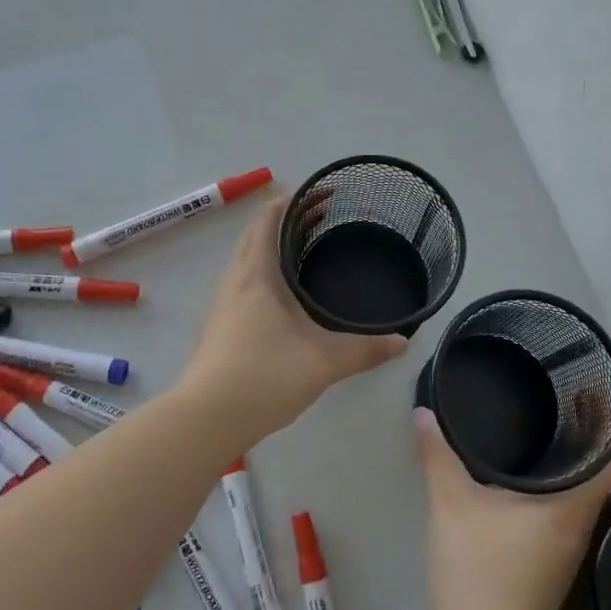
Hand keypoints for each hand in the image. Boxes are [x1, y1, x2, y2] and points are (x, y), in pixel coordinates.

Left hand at [181, 195, 408, 440]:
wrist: (207, 417)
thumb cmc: (264, 376)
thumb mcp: (324, 361)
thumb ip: (365, 349)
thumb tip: (403, 342)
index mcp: (257, 274)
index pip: (269, 218)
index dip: (293, 199)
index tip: (322, 192)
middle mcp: (236, 279)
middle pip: (256, 233)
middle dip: (287, 218)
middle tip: (323, 217)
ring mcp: (224, 302)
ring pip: (248, 257)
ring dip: (274, 245)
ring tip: (308, 250)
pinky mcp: (221, 324)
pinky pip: (245, 280)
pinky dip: (266, 270)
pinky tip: (287, 294)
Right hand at [416, 407, 610, 609]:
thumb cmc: (478, 570)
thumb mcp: (451, 504)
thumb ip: (437, 455)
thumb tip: (423, 412)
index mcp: (571, 506)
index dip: (606, 425)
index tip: (587, 397)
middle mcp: (580, 527)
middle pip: (597, 475)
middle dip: (580, 441)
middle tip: (552, 405)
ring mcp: (568, 553)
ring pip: (578, 498)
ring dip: (565, 470)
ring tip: (536, 437)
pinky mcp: (550, 569)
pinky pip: (561, 517)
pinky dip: (550, 495)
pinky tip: (519, 486)